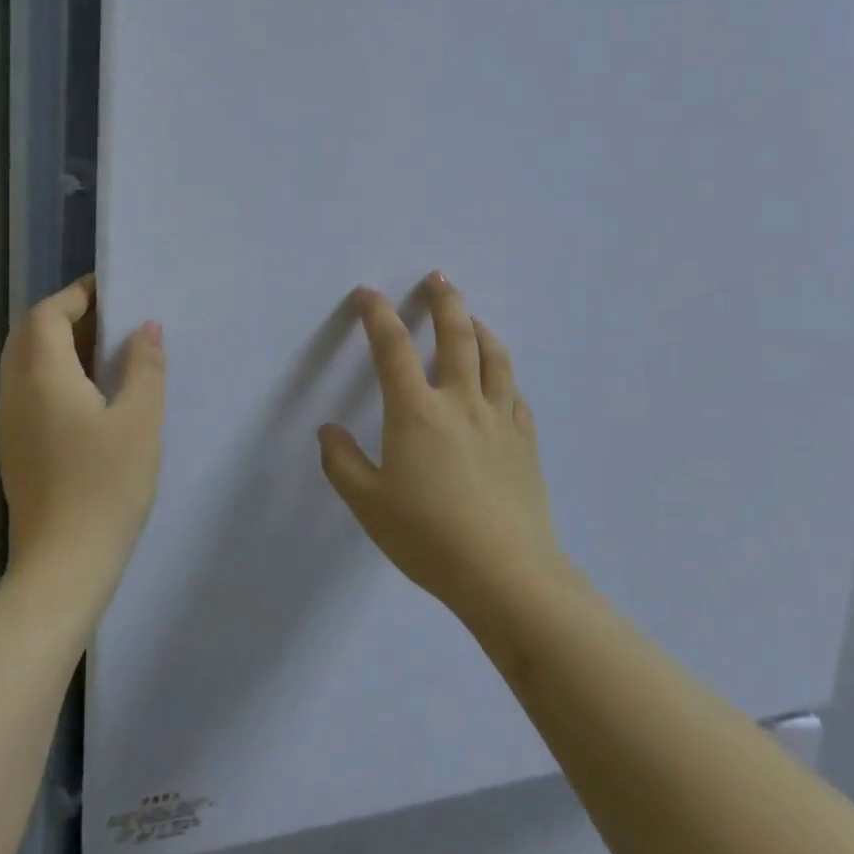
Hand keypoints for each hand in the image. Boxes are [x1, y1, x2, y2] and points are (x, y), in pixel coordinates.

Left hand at [0, 278, 165, 582]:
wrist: (64, 566)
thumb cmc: (106, 485)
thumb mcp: (140, 420)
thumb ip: (144, 366)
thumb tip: (145, 328)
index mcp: (42, 376)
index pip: (47, 314)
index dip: (77, 295)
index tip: (112, 290)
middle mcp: (16, 393)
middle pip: (29, 335)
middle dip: (66, 316)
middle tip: (111, 318)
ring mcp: (10, 424)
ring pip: (25, 364)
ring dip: (59, 346)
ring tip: (106, 352)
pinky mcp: (15, 450)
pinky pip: (29, 392)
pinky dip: (55, 375)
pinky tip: (91, 396)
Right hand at [318, 274, 563, 615]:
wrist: (505, 575)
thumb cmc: (428, 538)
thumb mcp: (369, 504)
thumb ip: (342, 462)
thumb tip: (328, 430)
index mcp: (416, 411)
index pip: (393, 347)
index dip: (377, 314)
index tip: (366, 295)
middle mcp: (460, 401)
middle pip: (456, 334)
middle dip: (443, 300)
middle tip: (436, 278)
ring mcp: (499, 418)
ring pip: (494, 355)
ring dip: (479, 327)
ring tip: (469, 317)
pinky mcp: (525, 440)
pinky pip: (515, 392)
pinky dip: (503, 374)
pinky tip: (499, 380)